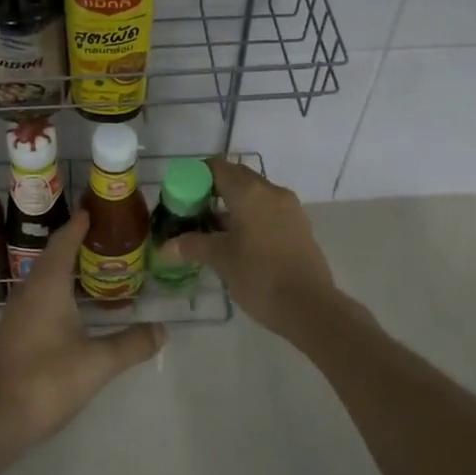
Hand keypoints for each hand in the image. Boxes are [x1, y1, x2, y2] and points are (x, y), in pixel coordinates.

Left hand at [0, 211, 165, 460]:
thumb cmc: (46, 381)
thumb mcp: (96, 363)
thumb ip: (131, 344)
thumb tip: (162, 330)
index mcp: (46, 286)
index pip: (64, 242)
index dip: (79, 225)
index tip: (95, 209)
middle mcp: (28, 291)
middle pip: (54, 257)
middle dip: (78, 245)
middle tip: (108, 239)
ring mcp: (17, 314)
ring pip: (46, 280)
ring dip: (70, 271)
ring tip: (100, 271)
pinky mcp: (13, 334)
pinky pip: (40, 299)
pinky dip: (61, 293)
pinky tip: (78, 311)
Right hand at [157, 157, 345, 344]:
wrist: (311, 308)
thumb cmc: (260, 277)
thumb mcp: (221, 260)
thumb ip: (192, 246)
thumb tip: (164, 248)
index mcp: (250, 192)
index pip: (217, 167)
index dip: (195, 176)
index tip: (181, 195)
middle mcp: (271, 191)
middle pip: (237, 178)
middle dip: (213, 190)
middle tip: (192, 212)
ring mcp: (289, 208)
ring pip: (254, 195)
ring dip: (232, 205)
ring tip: (211, 230)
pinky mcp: (299, 226)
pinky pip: (268, 210)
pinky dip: (250, 216)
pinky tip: (237, 242)